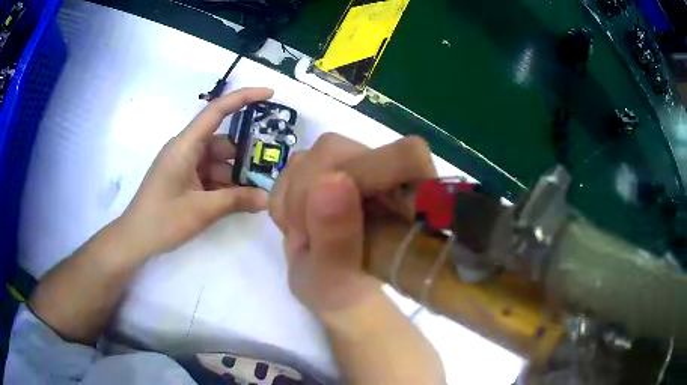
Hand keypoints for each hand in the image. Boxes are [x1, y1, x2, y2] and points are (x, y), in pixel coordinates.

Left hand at [119, 88, 273, 256]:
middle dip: (245, 155)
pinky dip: (223, 185)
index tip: (270, 94)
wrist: (135, 239)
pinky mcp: (183, 179)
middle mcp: (185, 149)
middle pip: (222, 142)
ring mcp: (184, 164)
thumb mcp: (201, 210)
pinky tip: (237, 201)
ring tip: (255, 193)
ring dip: (235, 176)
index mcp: (185, 146)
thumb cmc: (162, 220)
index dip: (244, 98)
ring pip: (218, 161)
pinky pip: (209, 174)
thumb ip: (236, 201)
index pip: (216, 111)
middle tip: (270, 169)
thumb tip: (268, 198)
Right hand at [270, 133, 436, 316]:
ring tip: (306, 235)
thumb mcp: (336, 277)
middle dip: (309, 196)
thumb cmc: (343, 289)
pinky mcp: (325, 164)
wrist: (328, 285)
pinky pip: (291, 167)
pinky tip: (297, 223)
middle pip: (336, 151)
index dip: (367, 175)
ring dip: (295, 202)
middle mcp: (385, 169)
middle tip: (309, 238)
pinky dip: (285, 198)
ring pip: (309, 157)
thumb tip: (330, 180)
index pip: (406, 155)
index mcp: (409, 198)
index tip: (334, 216)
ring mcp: (353, 161)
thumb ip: (337, 236)